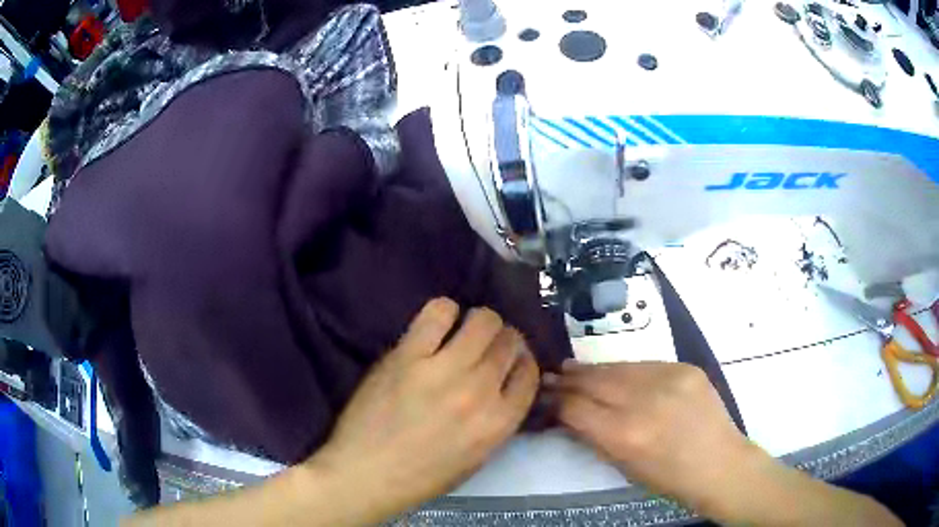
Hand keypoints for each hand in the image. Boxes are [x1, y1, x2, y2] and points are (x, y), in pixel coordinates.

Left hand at [309, 298, 539, 521]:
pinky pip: (439, 312)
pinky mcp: (407, 355)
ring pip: (483, 320)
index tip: (509, 360)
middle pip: (509, 342)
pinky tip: (437, 325)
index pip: (529, 373)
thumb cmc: (421, 476)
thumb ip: (496, 420)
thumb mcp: (475, 458)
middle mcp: (480, 391)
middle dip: (503, 340)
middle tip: (484, 346)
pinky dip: (444, 311)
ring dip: (480, 322)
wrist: (366, 473)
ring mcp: (443, 370)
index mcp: (499, 422)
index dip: (522, 361)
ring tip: (464, 332)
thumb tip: (502, 384)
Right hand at [547, 362, 901, 526]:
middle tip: (552, 375)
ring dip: (594, 370)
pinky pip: (645, 365)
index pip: (577, 408)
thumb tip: (571, 415)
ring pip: (619, 368)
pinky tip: (616, 374)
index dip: (557, 400)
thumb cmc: (670, 479)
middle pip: (594, 381)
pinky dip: (625, 370)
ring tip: (575, 369)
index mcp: (625, 435)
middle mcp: (644, 402)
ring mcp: (668, 380)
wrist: (721, 465)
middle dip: (569, 379)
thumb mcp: (625, 467)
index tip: (543, 394)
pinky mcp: (685, 368)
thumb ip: (596, 438)